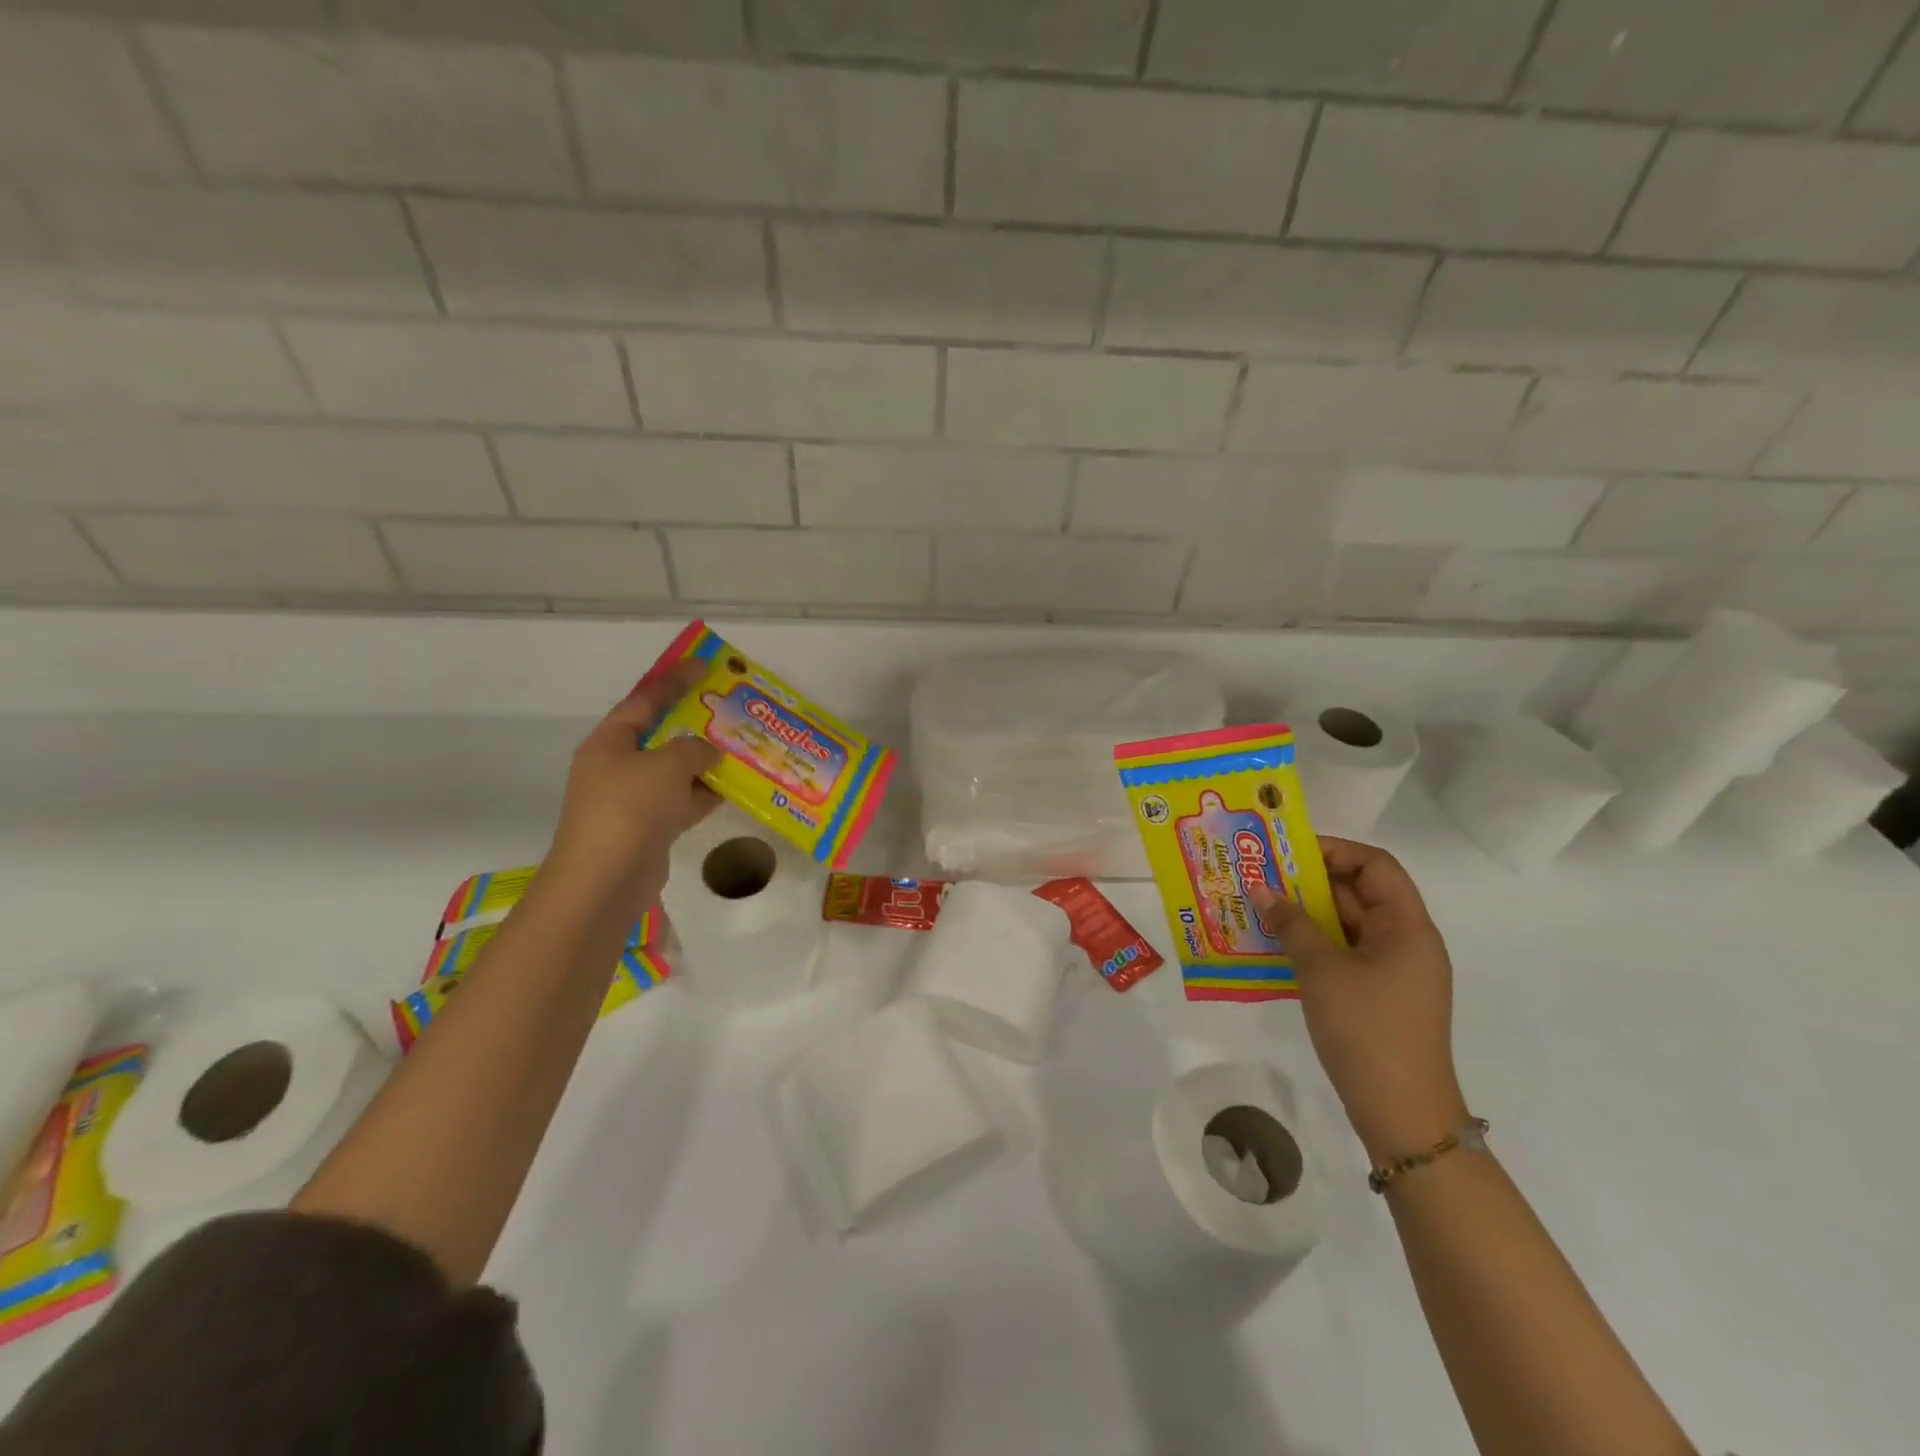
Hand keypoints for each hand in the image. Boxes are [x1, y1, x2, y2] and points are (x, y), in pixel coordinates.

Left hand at [543, 661, 720, 918]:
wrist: (606, 880)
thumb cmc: (630, 809)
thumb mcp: (667, 765)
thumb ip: (694, 748)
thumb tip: (708, 751)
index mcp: (610, 742)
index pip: (644, 700)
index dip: (674, 680)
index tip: (703, 665)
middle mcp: (618, 767)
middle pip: (661, 736)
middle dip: (695, 724)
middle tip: (729, 709)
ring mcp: (633, 800)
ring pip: (675, 771)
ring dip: (705, 762)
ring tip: (743, 746)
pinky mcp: (649, 829)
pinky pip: (682, 801)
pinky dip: (704, 794)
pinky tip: (735, 787)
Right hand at [1249, 840, 1468, 1162]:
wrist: (1401, 1112)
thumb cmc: (1366, 1029)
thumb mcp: (1322, 970)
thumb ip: (1292, 924)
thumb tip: (1262, 890)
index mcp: (1407, 926)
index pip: (1375, 865)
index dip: (1333, 850)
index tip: (1287, 853)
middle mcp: (1406, 940)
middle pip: (1359, 892)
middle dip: (1310, 881)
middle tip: (1261, 877)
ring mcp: (1394, 970)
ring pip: (1348, 924)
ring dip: (1307, 913)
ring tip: (1260, 907)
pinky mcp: (1380, 994)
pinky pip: (1345, 952)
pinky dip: (1314, 942)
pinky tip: (1276, 945)